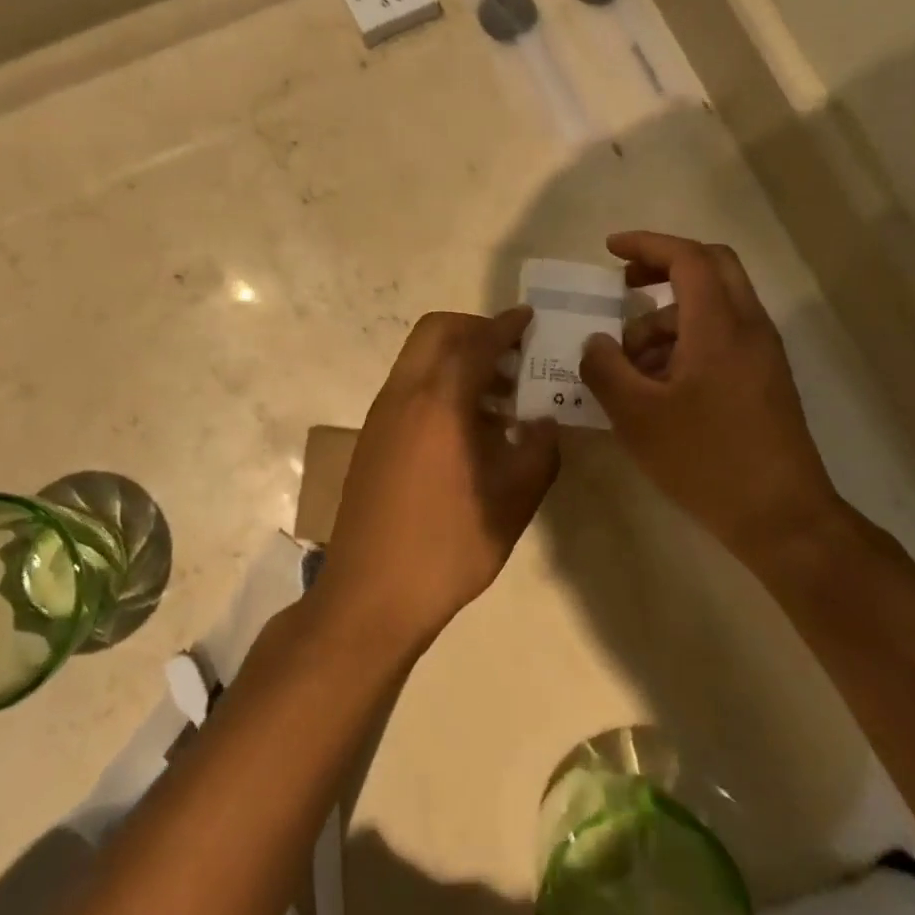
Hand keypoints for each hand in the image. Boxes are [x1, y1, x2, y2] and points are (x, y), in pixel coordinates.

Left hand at [317, 308, 560, 653]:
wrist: (369, 595)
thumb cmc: (446, 547)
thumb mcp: (511, 503)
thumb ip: (538, 452)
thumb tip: (545, 420)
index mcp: (439, 402)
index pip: (476, 342)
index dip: (506, 326)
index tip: (530, 318)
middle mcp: (404, 394)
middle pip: (436, 332)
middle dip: (476, 331)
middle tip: (512, 356)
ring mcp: (382, 414)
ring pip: (420, 358)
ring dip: (458, 359)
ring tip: (501, 398)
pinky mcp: (373, 436)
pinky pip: (410, 386)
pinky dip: (440, 384)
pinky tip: (469, 429)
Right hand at [579, 231, 840, 554]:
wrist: (784, 519)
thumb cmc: (706, 461)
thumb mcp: (637, 416)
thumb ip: (605, 369)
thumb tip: (595, 342)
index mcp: (719, 326)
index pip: (687, 257)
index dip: (646, 245)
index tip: (610, 250)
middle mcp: (748, 327)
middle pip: (711, 266)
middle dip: (663, 266)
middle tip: (624, 286)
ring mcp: (762, 353)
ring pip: (713, 305)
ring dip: (667, 317)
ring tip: (629, 364)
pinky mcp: (765, 378)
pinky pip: (722, 336)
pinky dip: (686, 341)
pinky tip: (657, 385)